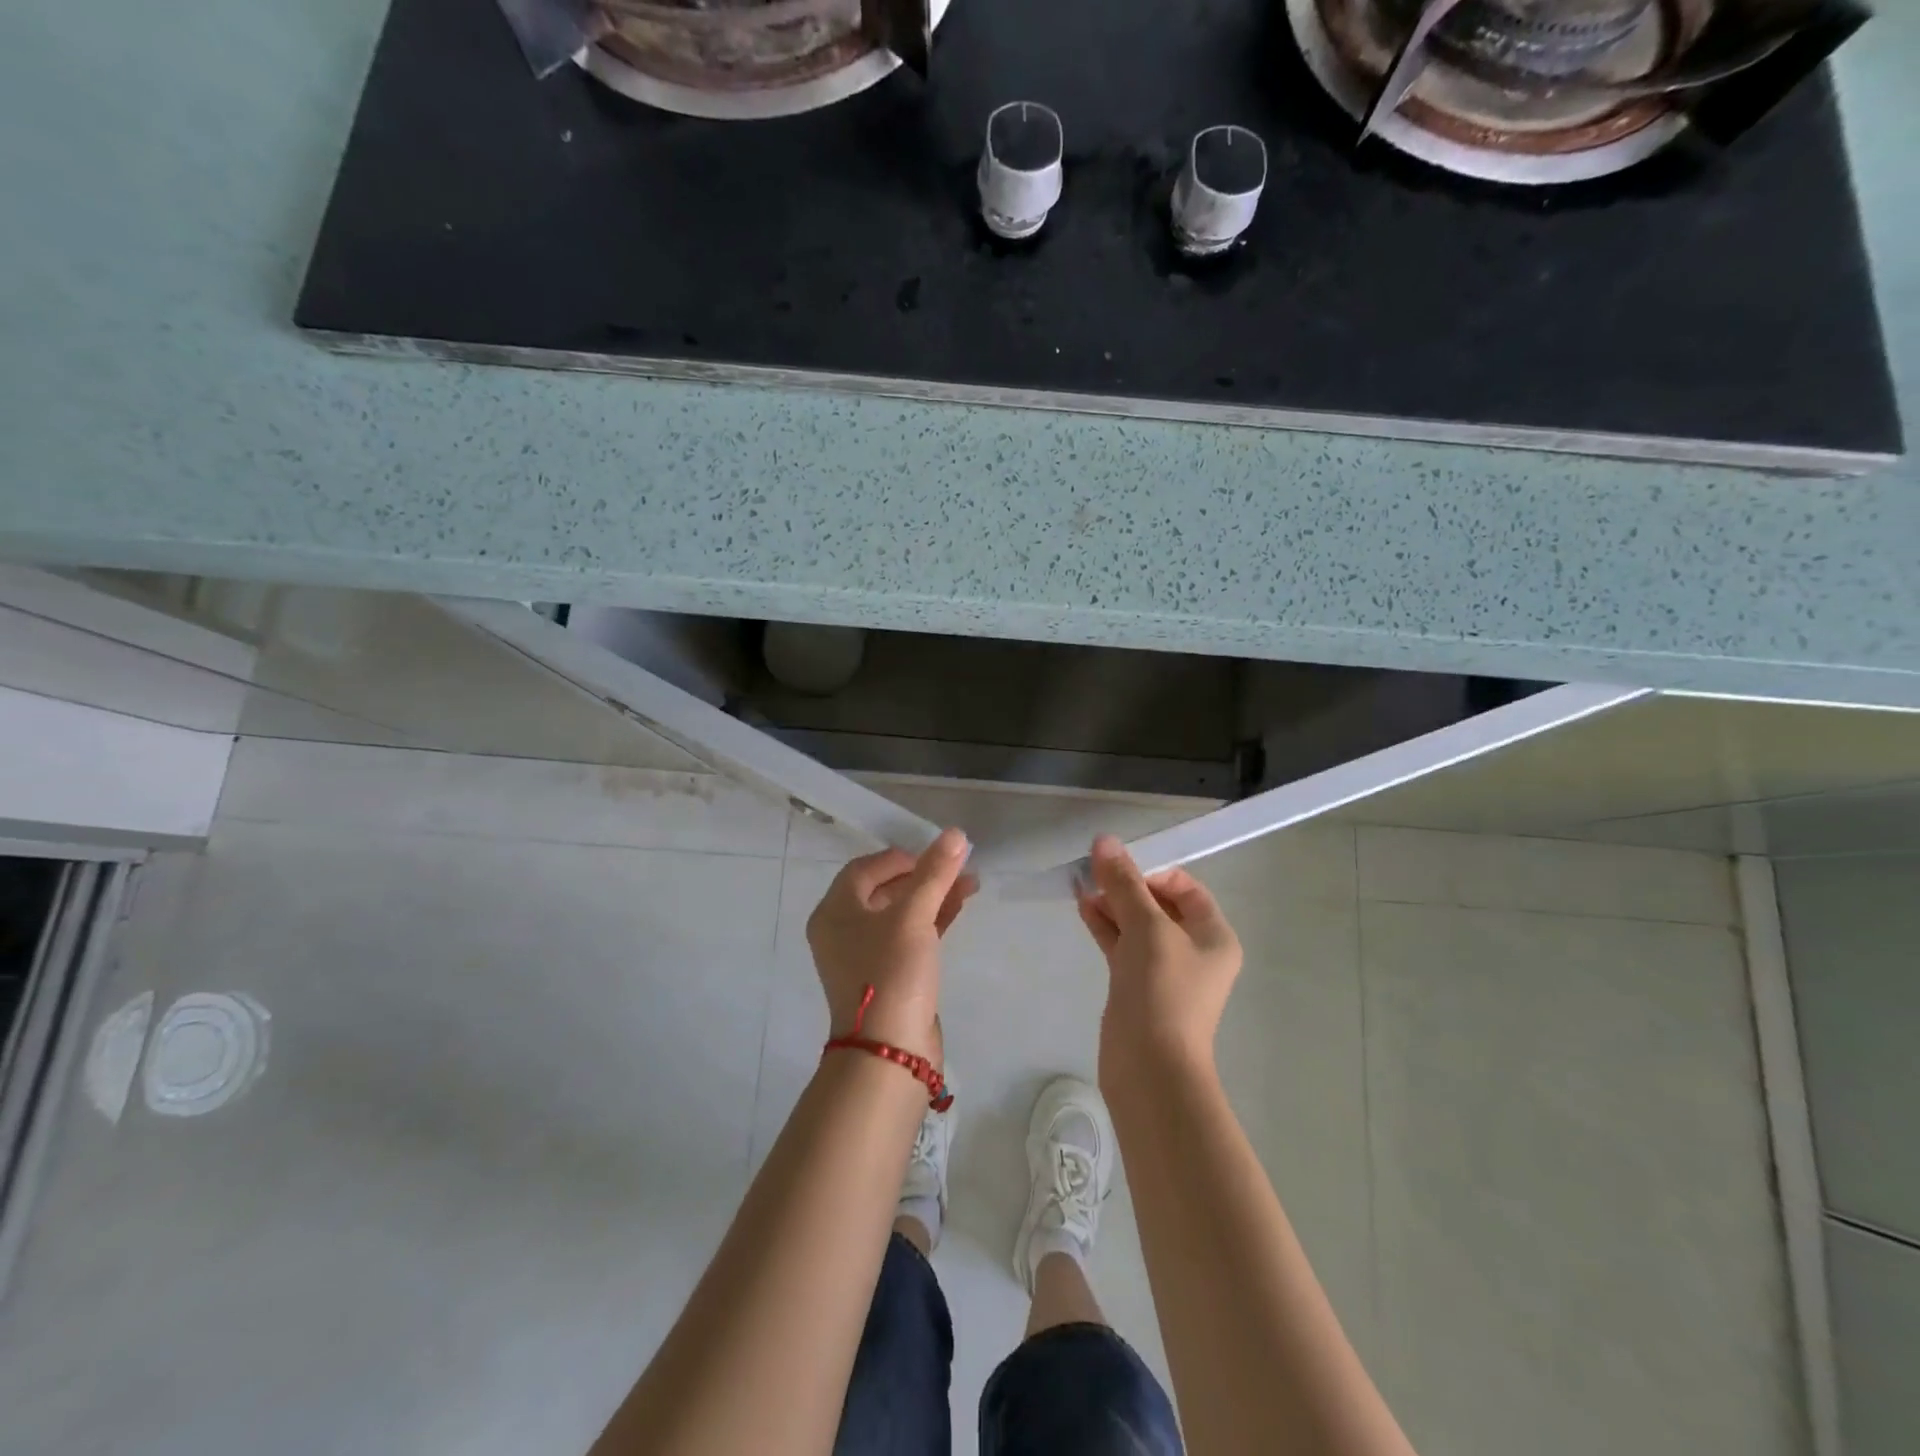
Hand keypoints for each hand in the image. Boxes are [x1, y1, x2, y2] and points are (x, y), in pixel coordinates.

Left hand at [806, 828, 975, 1062]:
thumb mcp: (913, 917)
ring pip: (901, 913)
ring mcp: (865, 956)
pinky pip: (910, 937)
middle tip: (959, 868)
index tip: (934, 856)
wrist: (889, 1052)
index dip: (901, 857)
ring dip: (933, 896)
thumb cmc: (891, 973)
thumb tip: (955, 833)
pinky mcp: (888, 976)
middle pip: (884, 889)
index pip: (865, 869)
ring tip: (971, 884)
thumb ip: (934, 874)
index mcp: (835, 912)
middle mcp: (844, 931)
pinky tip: (960, 908)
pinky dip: (933, 921)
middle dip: (924, 876)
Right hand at [1076, 835, 1242, 1085]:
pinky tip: (1082, 907)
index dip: (1152, 871)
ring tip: (1081, 884)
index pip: (1185, 887)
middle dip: (1126, 885)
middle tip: (1092, 869)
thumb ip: (1124, 883)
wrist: (1150, 1068)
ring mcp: (1164, 970)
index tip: (1118, 866)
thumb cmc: (1162, 991)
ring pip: (1137, 924)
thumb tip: (1104, 840)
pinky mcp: (1138, 986)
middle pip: (1159, 904)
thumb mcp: (1147, 928)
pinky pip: (1122, 945)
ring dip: (1112, 903)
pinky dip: (1105, 925)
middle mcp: (1193, 950)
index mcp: (1213, 935)